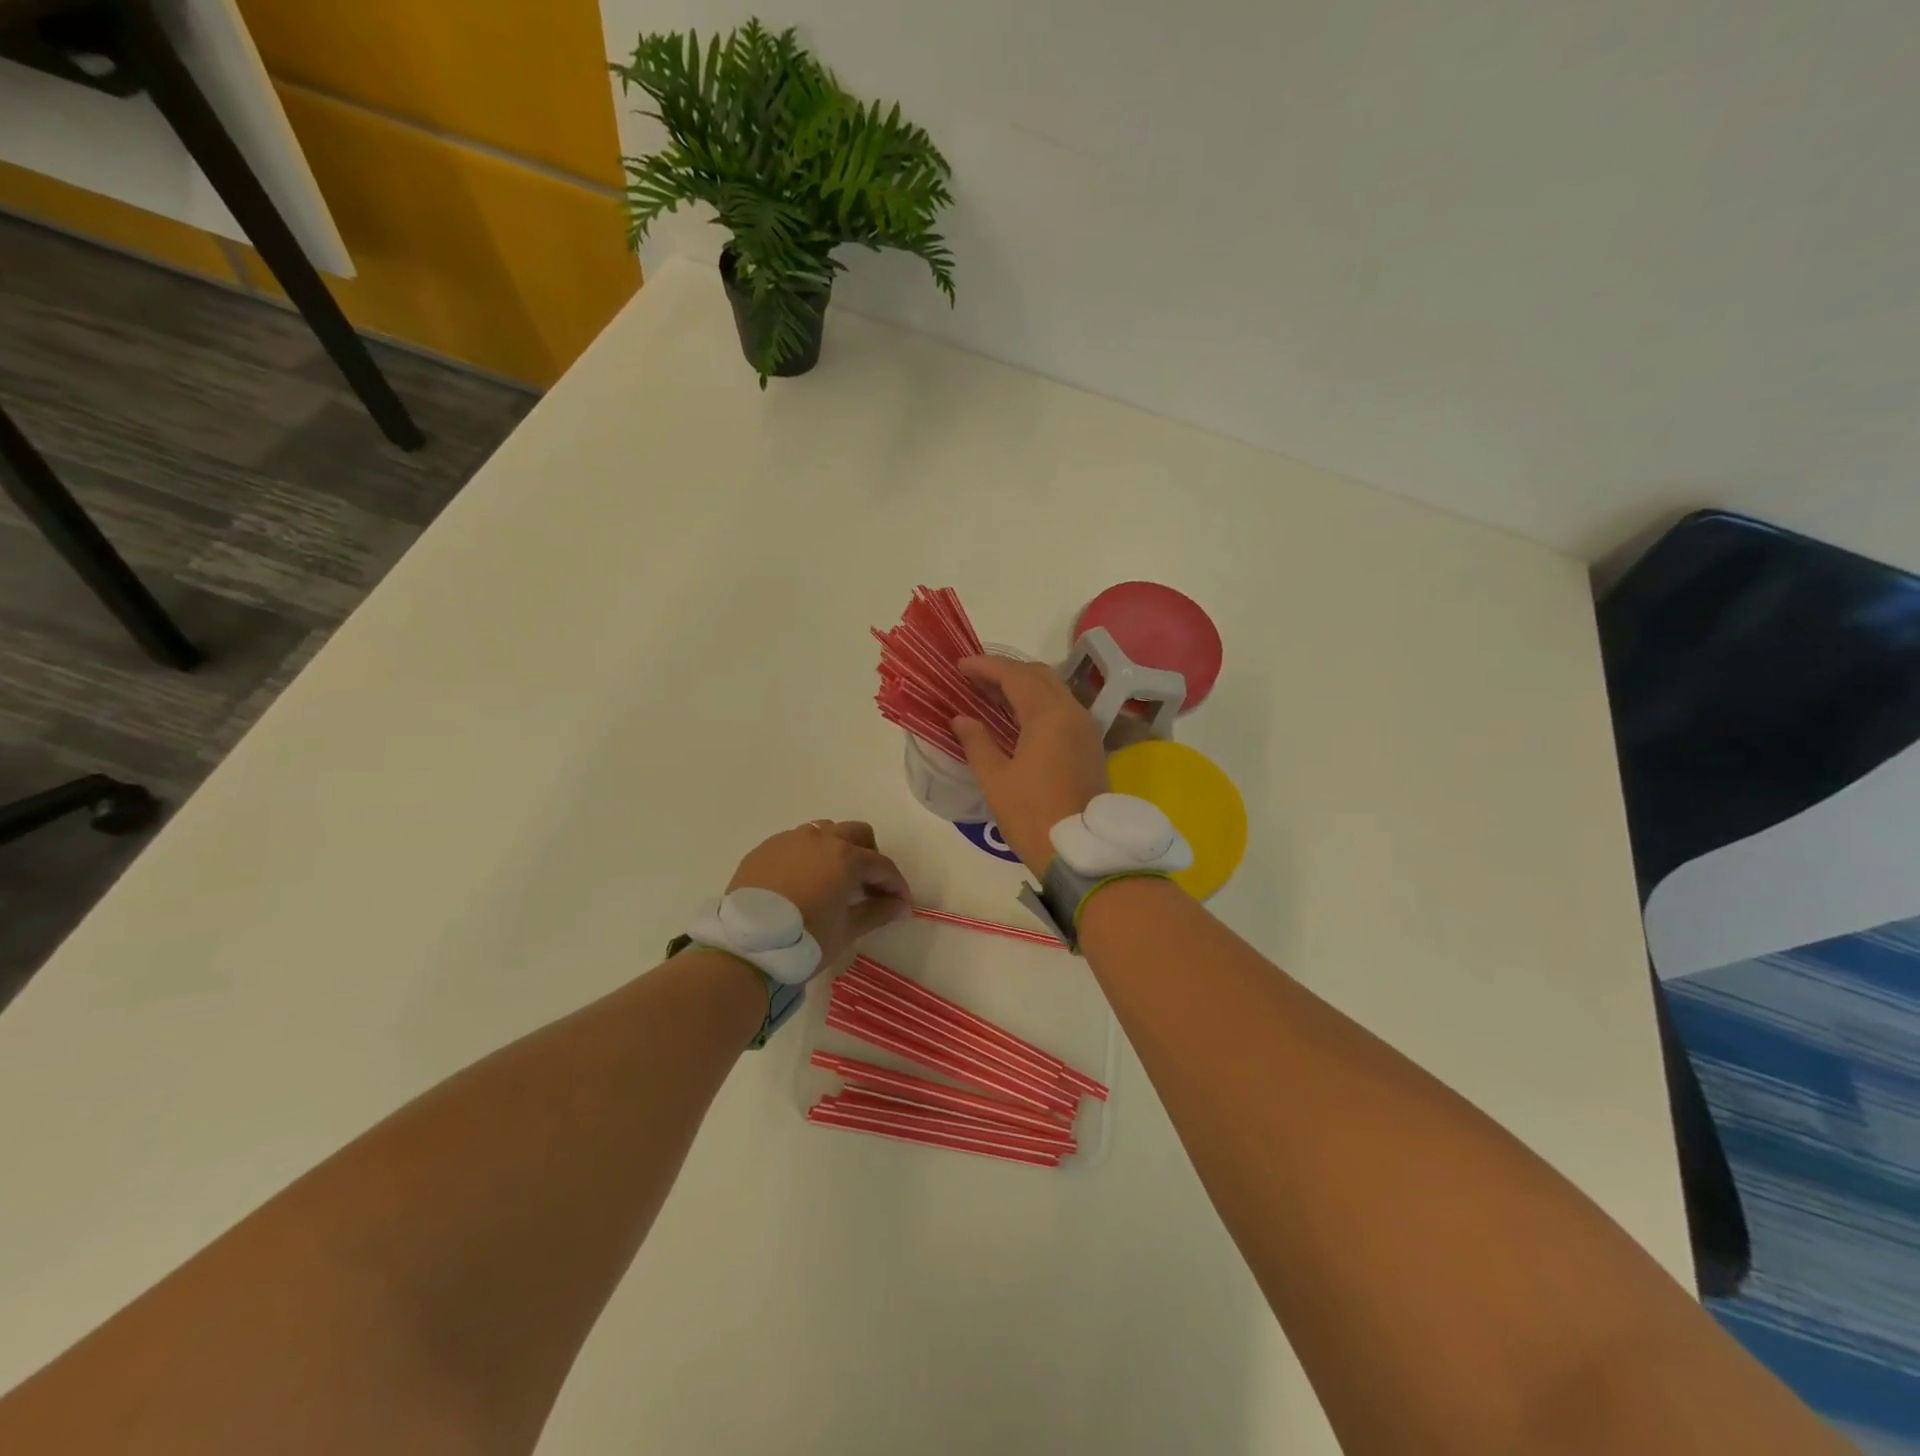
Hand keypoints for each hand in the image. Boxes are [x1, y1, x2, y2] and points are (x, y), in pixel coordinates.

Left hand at [727, 820, 911, 968]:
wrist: (745, 948)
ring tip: (834, 880)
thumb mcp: (847, 930)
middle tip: (869, 886)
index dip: (896, 885)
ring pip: (824, 832)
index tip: (901, 905)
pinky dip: (808, 856)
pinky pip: (795, 843)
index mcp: (845, 857)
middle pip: (857, 834)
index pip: (882, 866)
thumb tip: (900, 906)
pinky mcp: (764, 850)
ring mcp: (789, 840)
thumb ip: (878, 912)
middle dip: (870, 856)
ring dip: (838, 850)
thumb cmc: (805, 940)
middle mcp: (819, 839)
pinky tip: (803, 883)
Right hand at [951, 656, 1109, 872]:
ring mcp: (1085, 728)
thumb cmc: (1033, 815)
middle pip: (1038, 675)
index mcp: (1048, 715)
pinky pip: (1062, 708)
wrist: (1083, 852)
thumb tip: (961, 718)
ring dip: (1023, 686)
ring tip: (991, 696)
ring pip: (1053, 690)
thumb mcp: (996, 780)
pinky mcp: (1090, 744)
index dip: (985, 666)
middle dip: (1005, 671)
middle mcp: (1072, 712)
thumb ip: (977, 742)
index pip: (1014, 675)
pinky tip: (1016, 718)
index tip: (959, 666)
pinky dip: (1037, 703)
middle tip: (974, 680)